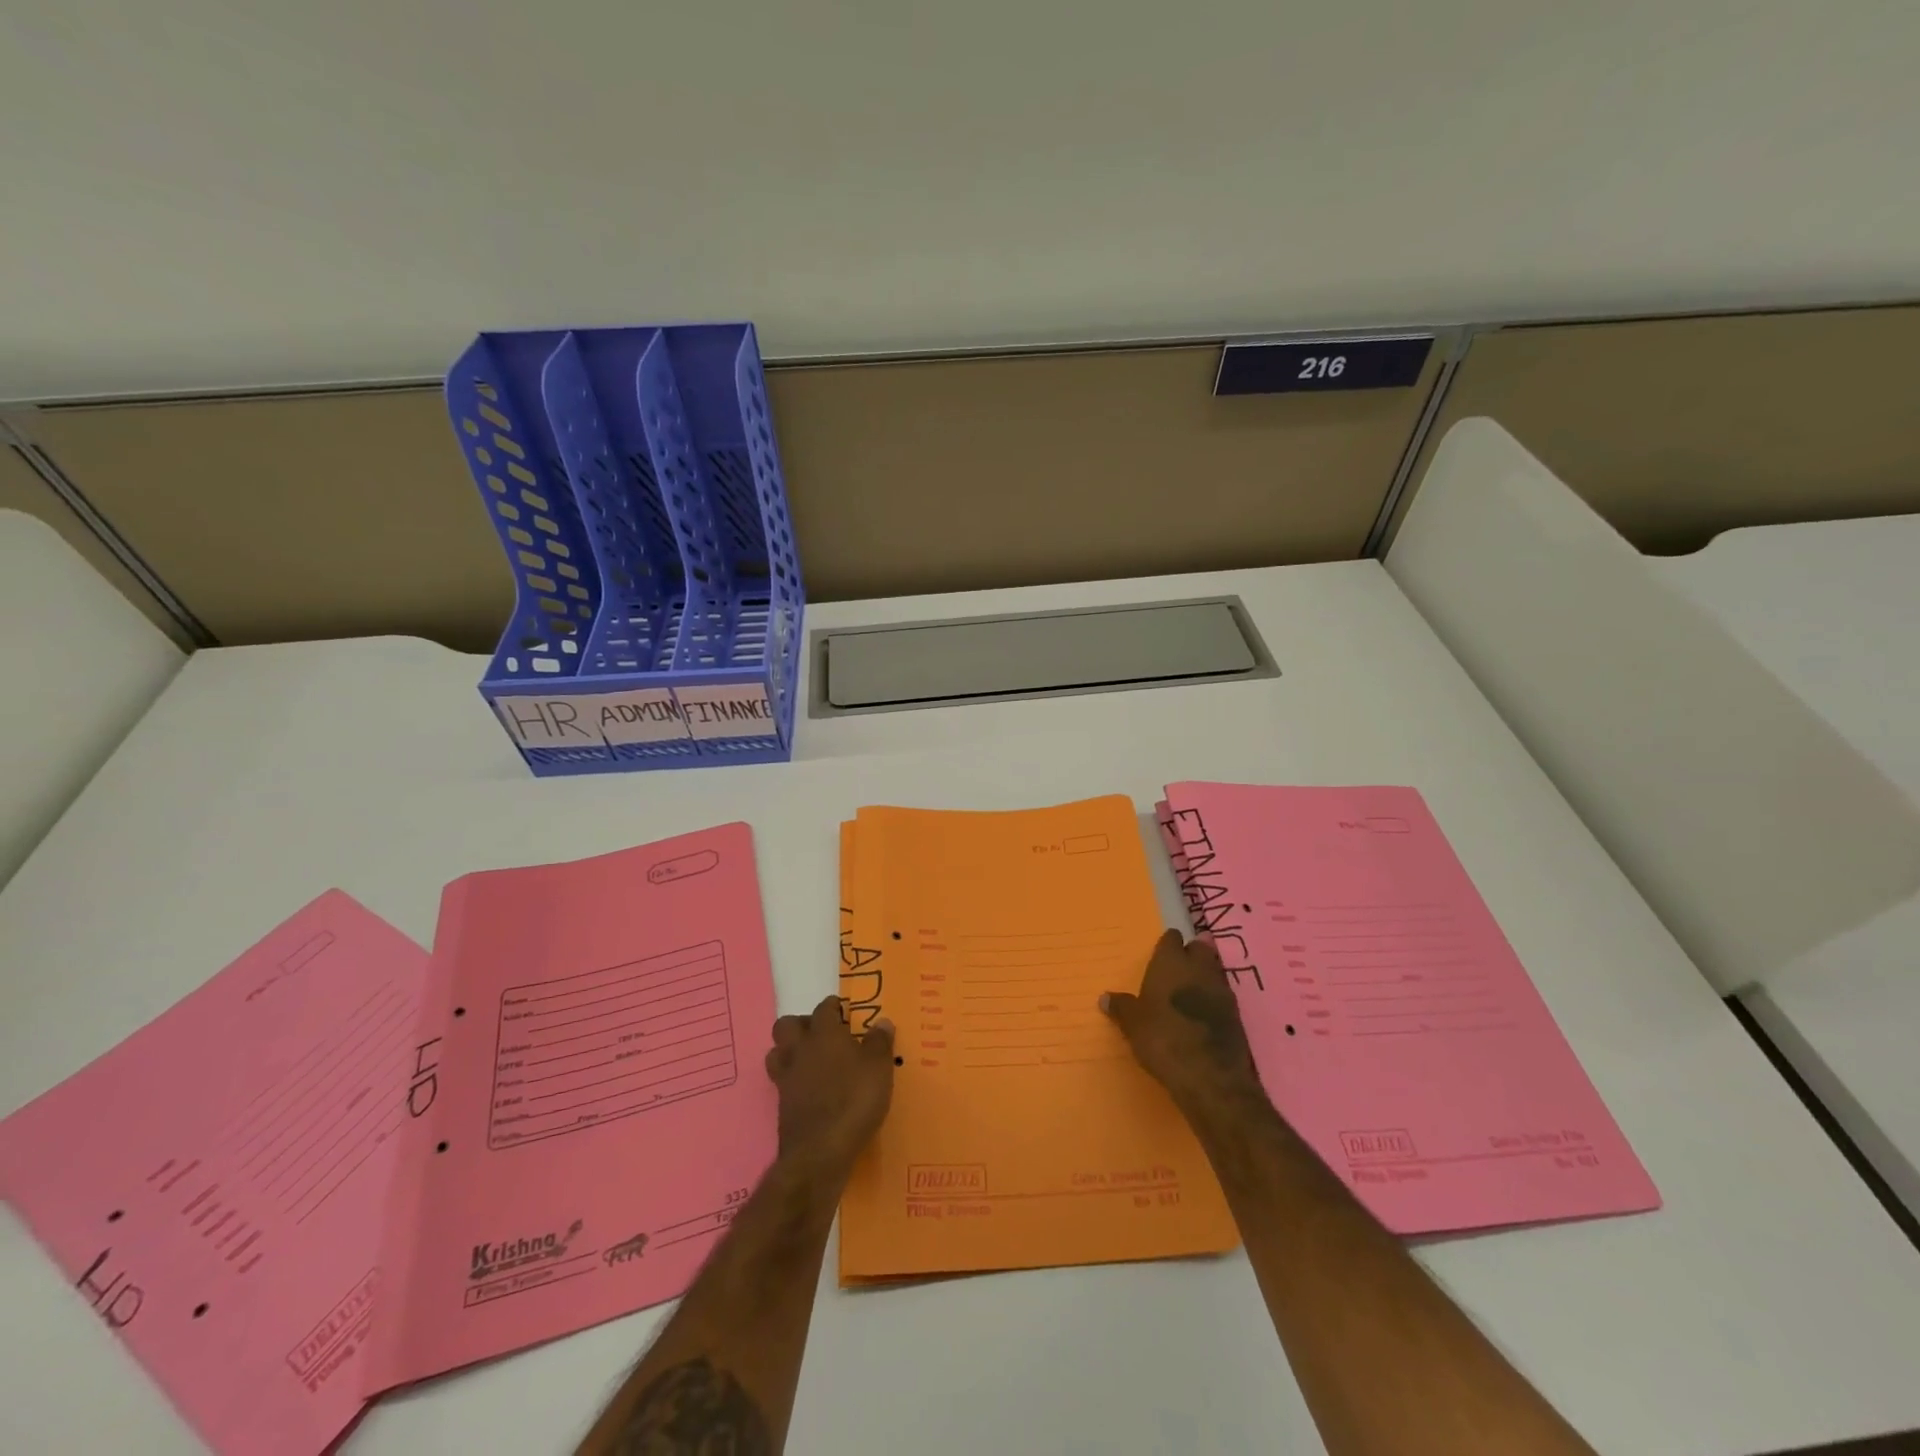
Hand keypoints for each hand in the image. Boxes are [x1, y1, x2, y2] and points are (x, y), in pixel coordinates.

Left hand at [765, 995, 895, 1175]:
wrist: (819, 1152)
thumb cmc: (854, 1100)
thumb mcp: (879, 1068)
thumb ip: (880, 1042)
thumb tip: (882, 1021)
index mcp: (824, 1034)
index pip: (823, 1009)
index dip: (833, 1007)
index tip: (843, 1011)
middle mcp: (800, 1050)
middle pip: (787, 1025)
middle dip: (802, 1025)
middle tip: (823, 1035)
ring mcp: (786, 1078)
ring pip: (777, 1052)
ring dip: (790, 1051)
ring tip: (811, 1061)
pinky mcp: (782, 1105)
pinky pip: (781, 1082)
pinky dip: (793, 1081)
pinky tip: (810, 1090)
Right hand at [1101, 930, 1265, 1116]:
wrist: (1209, 1075)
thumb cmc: (1163, 1038)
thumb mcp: (1133, 1024)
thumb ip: (1121, 1007)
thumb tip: (1105, 997)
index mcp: (1170, 961)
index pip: (1171, 937)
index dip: (1167, 945)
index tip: (1160, 957)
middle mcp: (1198, 967)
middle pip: (1199, 947)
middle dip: (1191, 954)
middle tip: (1176, 971)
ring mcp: (1222, 989)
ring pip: (1214, 970)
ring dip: (1204, 977)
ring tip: (1190, 994)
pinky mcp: (1237, 1013)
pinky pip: (1224, 995)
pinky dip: (1214, 1000)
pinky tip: (1204, 1016)